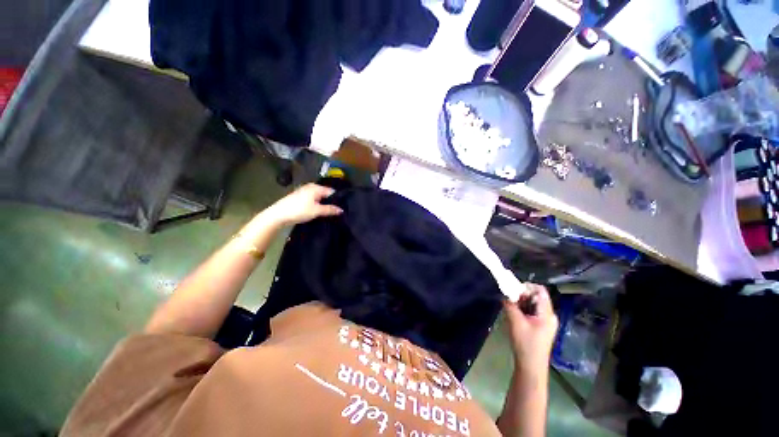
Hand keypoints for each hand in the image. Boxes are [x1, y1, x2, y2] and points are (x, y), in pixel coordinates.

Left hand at [265, 183, 343, 225]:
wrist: (278, 214)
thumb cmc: (299, 210)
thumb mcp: (317, 211)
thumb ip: (330, 209)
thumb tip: (341, 210)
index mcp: (316, 187)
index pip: (332, 192)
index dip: (337, 199)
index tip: (342, 207)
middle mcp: (311, 187)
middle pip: (325, 194)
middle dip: (330, 201)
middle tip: (336, 211)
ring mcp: (304, 191)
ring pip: (319, 197)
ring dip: (323, 203)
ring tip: (329, 212)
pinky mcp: (300, 197)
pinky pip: (313, 199)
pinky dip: (317, 204)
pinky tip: (318, 211)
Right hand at [503, 284, 558, 372]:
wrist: (531, 366)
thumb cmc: (525, 344)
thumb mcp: (515, 321)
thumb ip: (510, 304)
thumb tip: (505, 292)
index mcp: (547, 314)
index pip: (540, 291)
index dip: (527, 287)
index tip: (513, 290)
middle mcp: (549, 315)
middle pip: (536, 297)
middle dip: (522, 295)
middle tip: (509, 299)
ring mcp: (546, 322)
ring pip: (533, 304)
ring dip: (521, 302)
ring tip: (510, 306)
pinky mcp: (541, 327)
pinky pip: (532, 311)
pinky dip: (523, 309)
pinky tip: (514, 314)